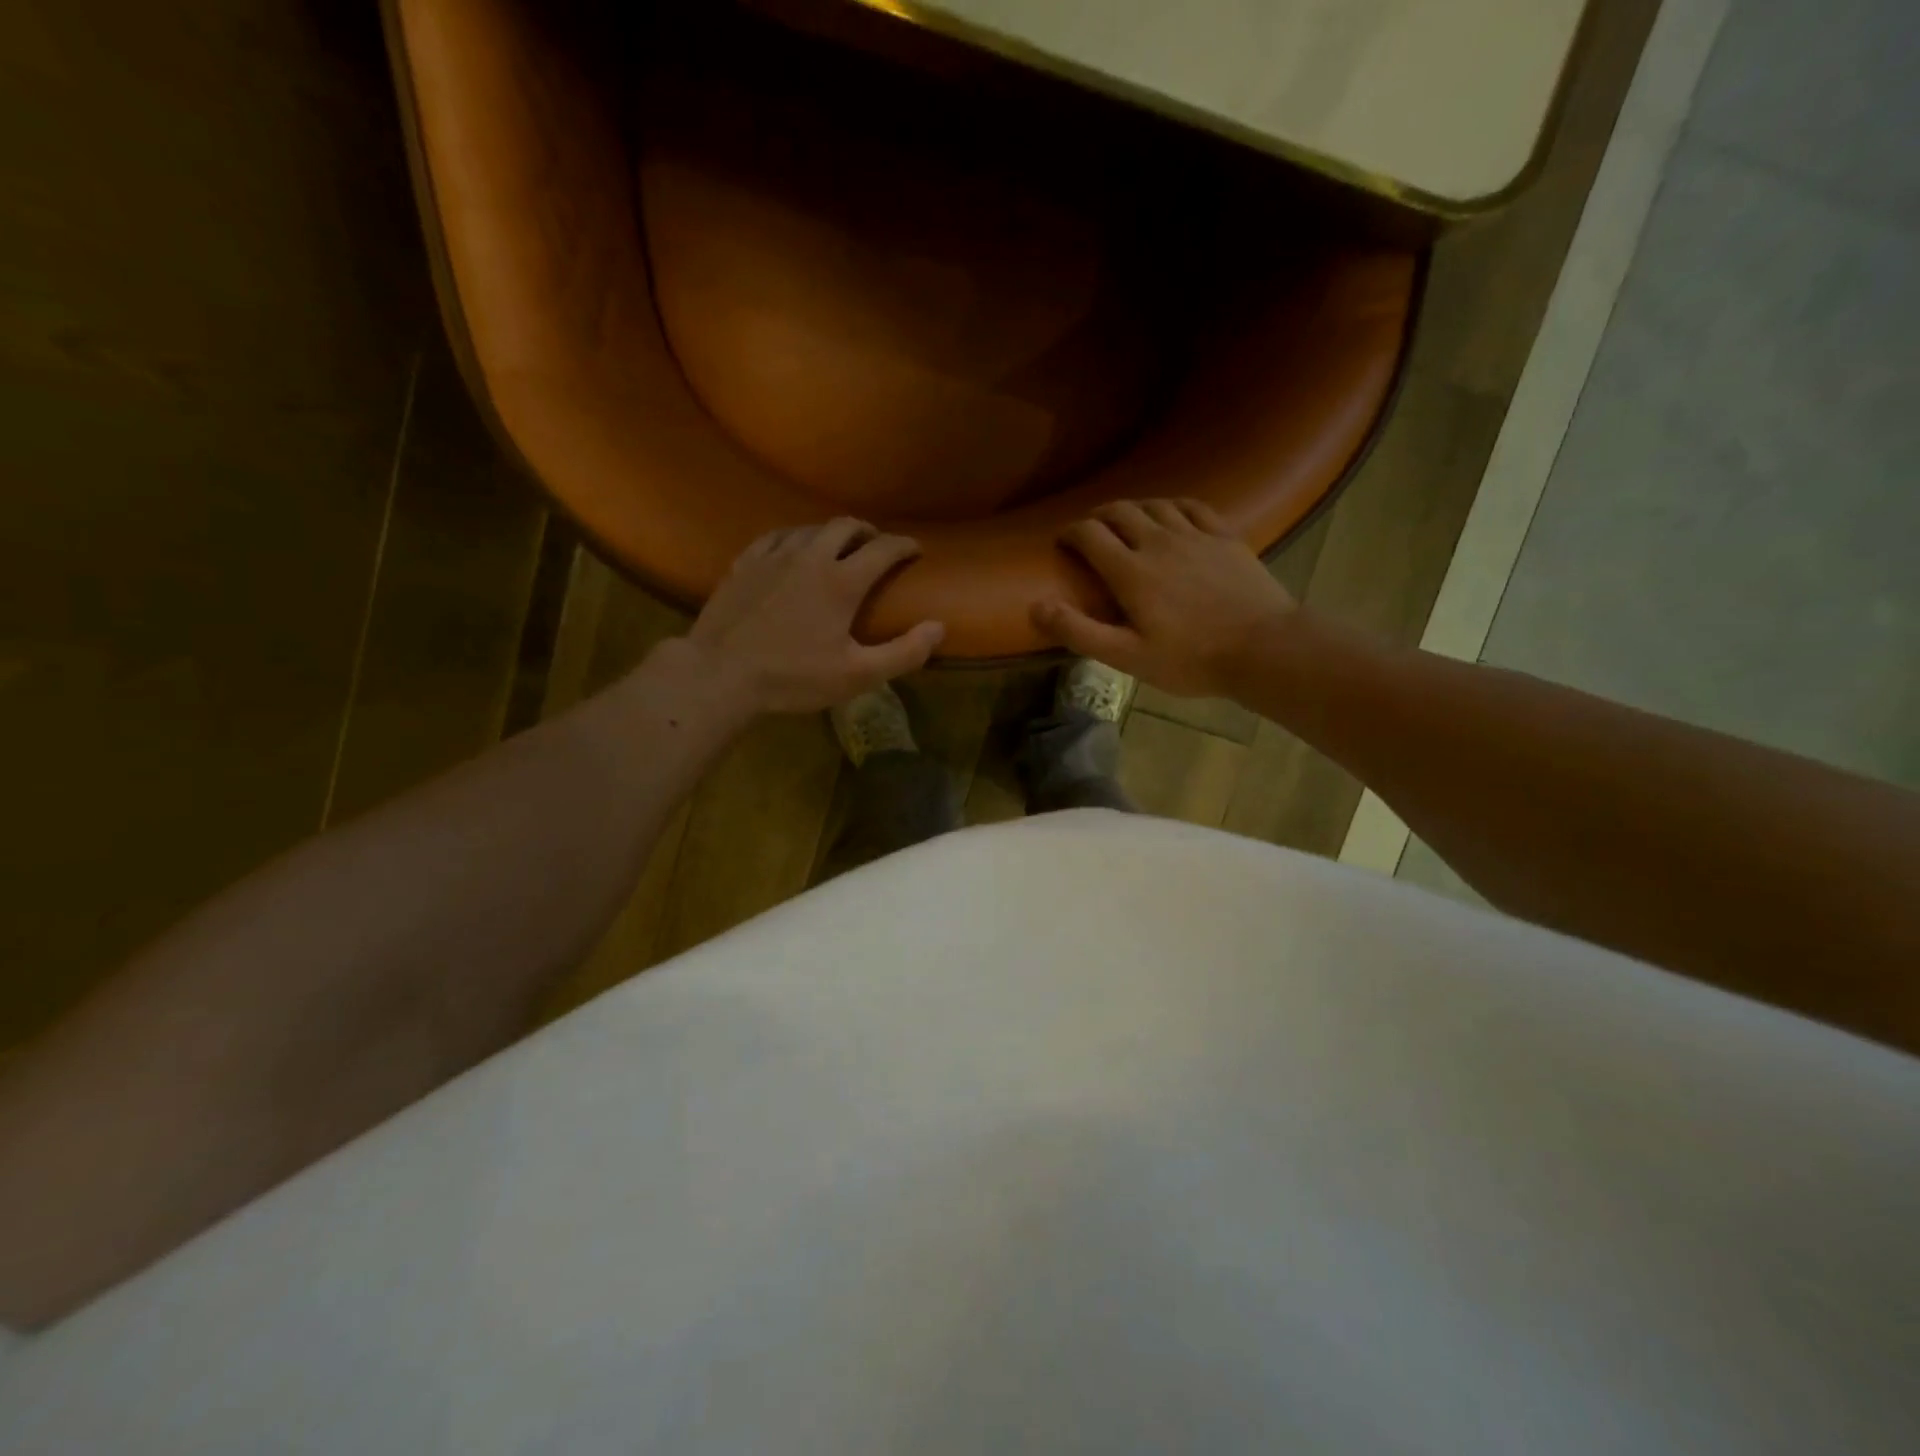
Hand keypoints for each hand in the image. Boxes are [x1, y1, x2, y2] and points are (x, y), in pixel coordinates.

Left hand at [686, 519, 944, 713]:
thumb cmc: (794, 677)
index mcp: (842, 581)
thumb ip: (904, 652)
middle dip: (868, 531)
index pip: (883, 549)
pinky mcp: (744, 564)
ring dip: (831, 533)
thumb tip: (939, 627)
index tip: (915, 550)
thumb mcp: (857, 675)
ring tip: (838, 547)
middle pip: (845, 526)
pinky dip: (794, 538)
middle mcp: (810, 557)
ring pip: (809, 528)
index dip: (904, 545)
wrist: (720, 674)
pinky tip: (792, 550)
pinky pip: (775, 537)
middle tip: (877, 545)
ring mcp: (772, 557)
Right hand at [1032, 499, 1297, 698]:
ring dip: (1133, 508)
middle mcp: (1158, 541)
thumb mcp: (1127, 656)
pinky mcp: (1225, 536)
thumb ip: (1080, 631)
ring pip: (1155, 505)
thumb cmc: (1190, 659)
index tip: (1063, 542)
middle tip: (1090, 530)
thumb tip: (1036, 606)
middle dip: (1098, 516)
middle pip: (1120, 512)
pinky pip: (1193, 507)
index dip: (1070, 533)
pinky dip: (1173, 505)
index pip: (1090, 535)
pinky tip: (1171, 513)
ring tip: (1126, 520)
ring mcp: (1195, 535)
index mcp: (1131, 571)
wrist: (1263, 648)